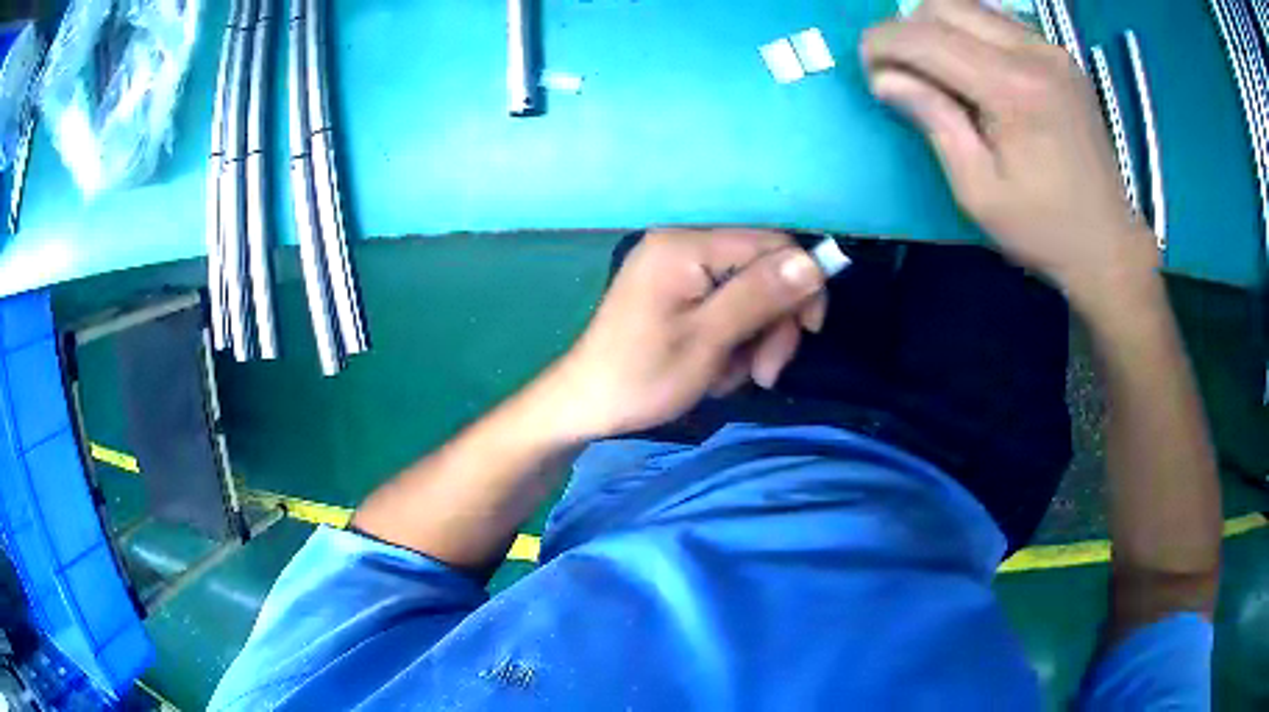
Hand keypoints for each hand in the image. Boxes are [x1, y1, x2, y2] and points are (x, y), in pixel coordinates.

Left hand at [552, 229, 827, 439]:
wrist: (586, 404)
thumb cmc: (642, 376)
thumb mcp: (708, 339)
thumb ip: (760, 296)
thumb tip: (814, 261)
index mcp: (686, 245)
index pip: (771, 244)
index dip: (802, 283)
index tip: (809, 332)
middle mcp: (683, 243)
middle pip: (762, 269)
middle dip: (773, 323)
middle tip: (764, 373)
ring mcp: (677, 267)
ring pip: (749, 293)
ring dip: (754, 339)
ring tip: (730, 378)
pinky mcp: (675, 289)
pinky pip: (726, 305)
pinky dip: (732, 340)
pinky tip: (715, 371)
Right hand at [860, 0, 1158, 304]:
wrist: (1109, 243)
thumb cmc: (1044, 229)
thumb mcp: (978, 190)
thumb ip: (933, 121)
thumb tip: (883, 77)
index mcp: (1014, 89)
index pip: (926, 36)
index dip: (883, 44)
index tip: (870, 70)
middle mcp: (1033, 52)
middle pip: (943, 6)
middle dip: (908, 30)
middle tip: (901, 70)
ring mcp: (1050, 49)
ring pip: (969, 7)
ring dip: (938, 29)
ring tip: (934, 70)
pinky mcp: (1059, 55)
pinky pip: (997, 21)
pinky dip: (970, 34)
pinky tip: (972, 70)